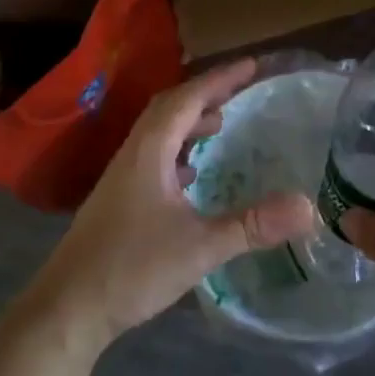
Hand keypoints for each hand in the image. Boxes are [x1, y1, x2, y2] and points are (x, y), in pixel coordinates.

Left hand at [24, 59, 314, 353]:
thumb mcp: (200, 247)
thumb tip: (308, 207)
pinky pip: (154, 157)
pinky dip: (178, 151)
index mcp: (149, 151)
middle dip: (206, 94)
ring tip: (221, 125)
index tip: (252, 65)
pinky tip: (192, 175)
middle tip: (241, 90)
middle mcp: (133, 155)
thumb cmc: (130, 268)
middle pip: (170, 108)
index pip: (187, 99)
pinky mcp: (119, 200)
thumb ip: (252, 225)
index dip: (220, 79)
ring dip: (190, 122)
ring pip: (159, 133)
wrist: (66, 310)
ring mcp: (122, 178)